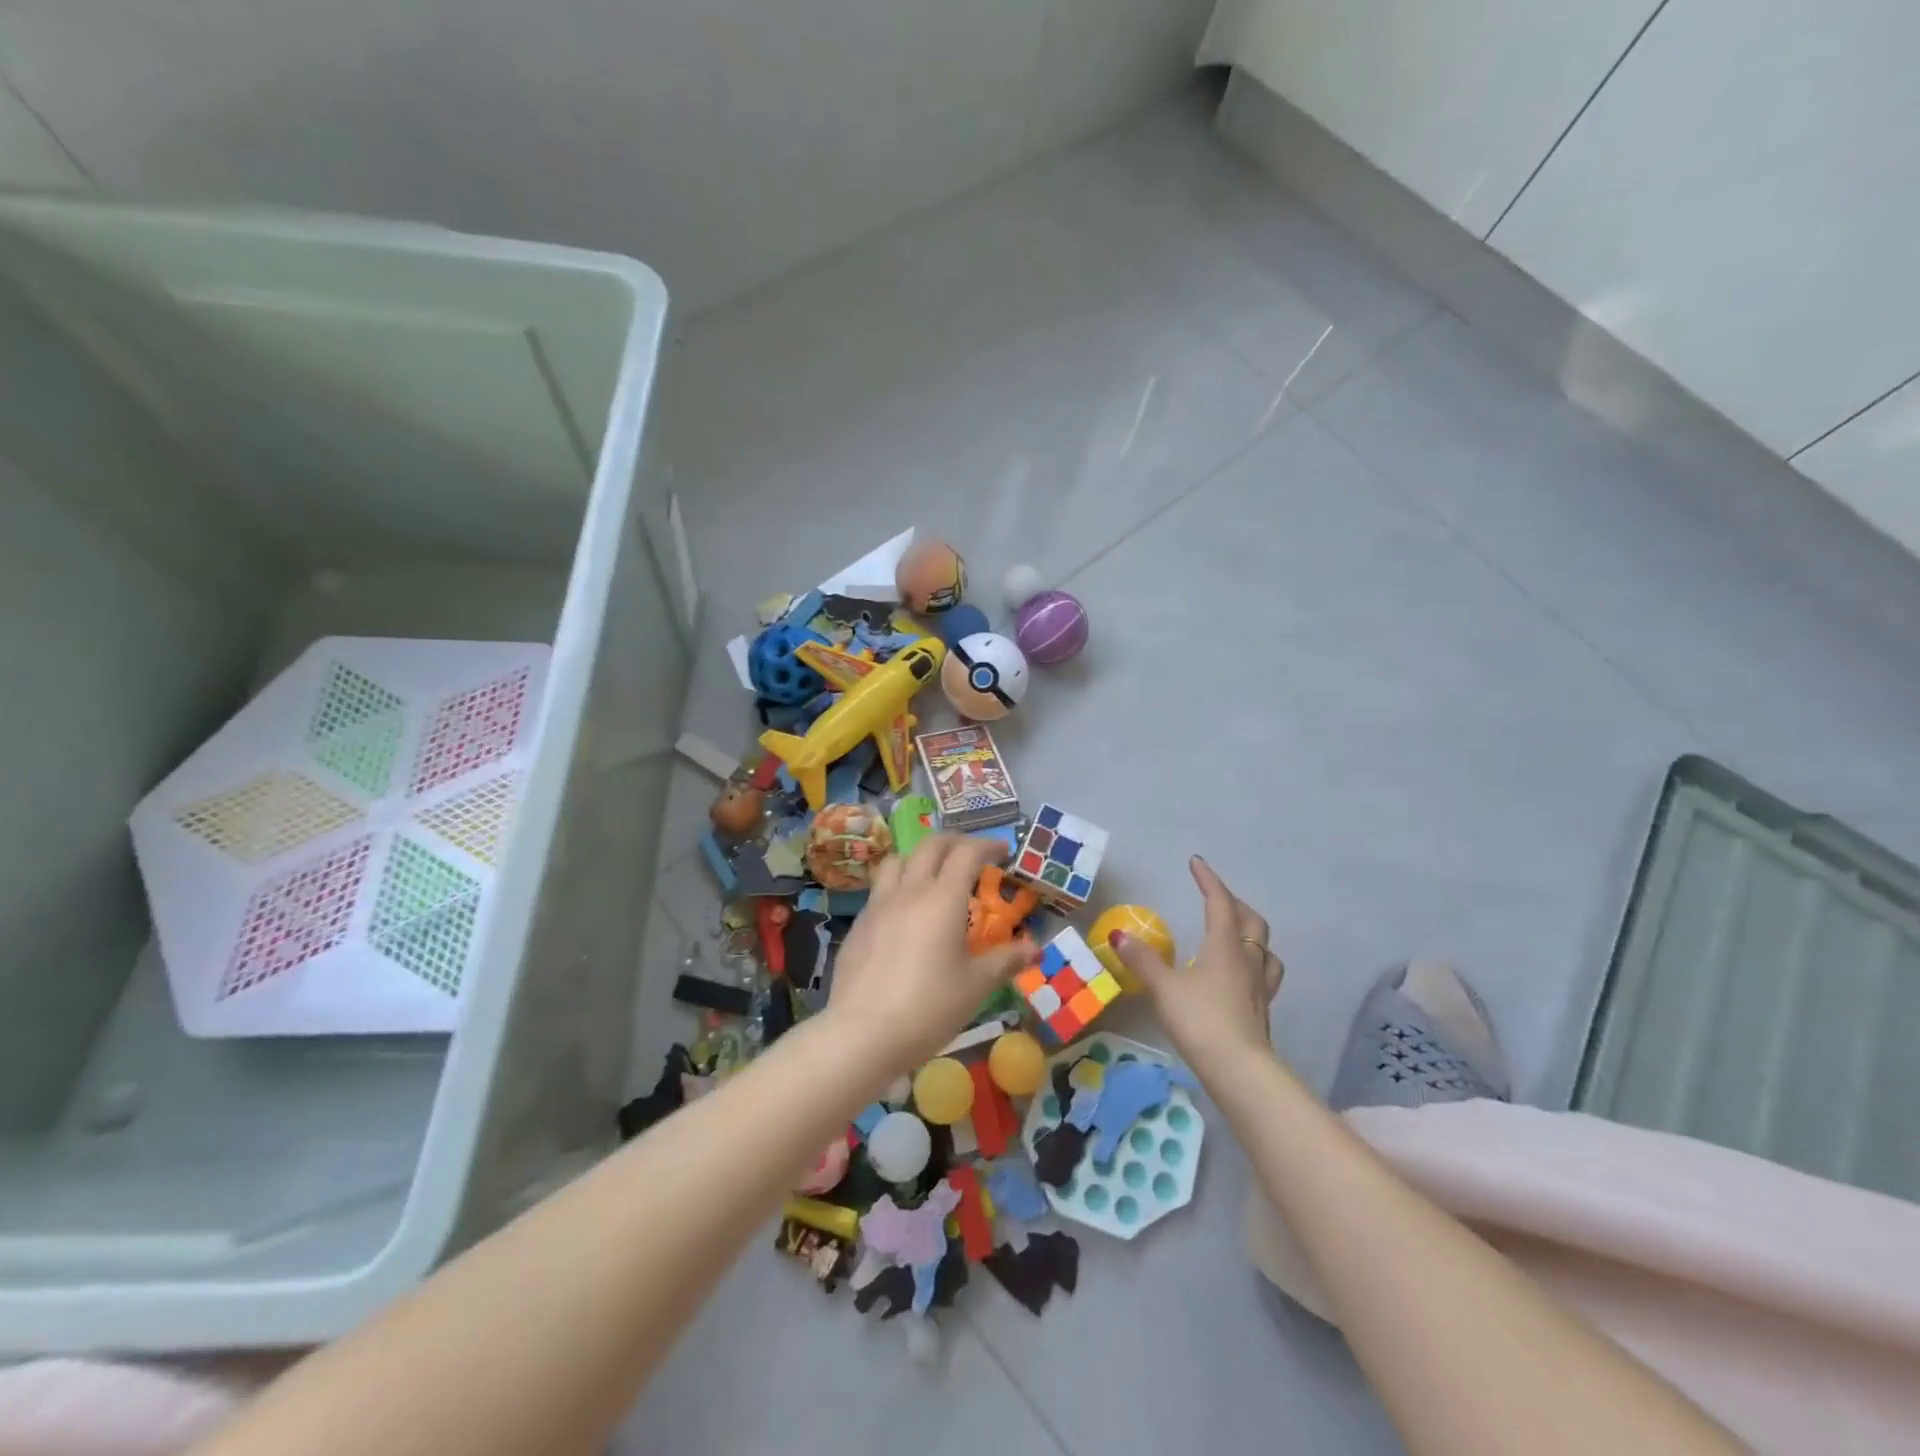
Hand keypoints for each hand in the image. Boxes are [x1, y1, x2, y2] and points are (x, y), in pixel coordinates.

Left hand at [824, 835, 1032, 1074]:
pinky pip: (880, 889)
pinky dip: (898, 886)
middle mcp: (909, 891)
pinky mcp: (859, 924)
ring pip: (898, 860)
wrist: (862, 1033)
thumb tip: (1035, 949)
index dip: (988, 845)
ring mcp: (878, 905)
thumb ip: (1006, 961)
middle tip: (973, 855)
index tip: (1004, 851)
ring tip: (933, 876)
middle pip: (931, 846)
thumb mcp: (976, 986)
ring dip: (920, 858)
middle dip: (956, 842)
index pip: (967, 853)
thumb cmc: (929, 1007)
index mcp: (943, 898)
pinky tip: (905, 914)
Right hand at [1110, 856, 1282, 1066]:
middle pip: (1251, 921)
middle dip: (1234, 903)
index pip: (1219, 903)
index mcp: (1224, 946)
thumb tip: (1119, 935)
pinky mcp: (1262, 1010)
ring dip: (1252, 934)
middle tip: (1216, 898)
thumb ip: (1143, 961)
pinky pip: (1265, 974)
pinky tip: (1240, 976)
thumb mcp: (1164, 988)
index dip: (1208, 880)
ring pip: (1265, 949)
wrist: (1239, 1070)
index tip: (1196, 863)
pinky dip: (1254, 963)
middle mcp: (1247, 960)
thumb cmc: (1200, 1020)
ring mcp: (1260, 986)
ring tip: (1237, 933)